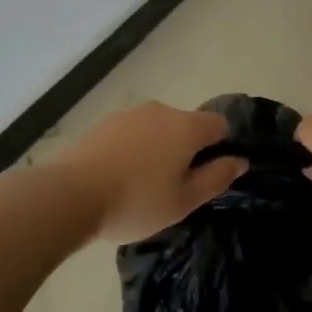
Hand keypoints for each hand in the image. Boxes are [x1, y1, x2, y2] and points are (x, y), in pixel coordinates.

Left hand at [53, 102, 243, 243]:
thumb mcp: (184, 201)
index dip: (221, 147)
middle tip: (175, 188)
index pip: (219, 124)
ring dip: (160, 149)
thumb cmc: (136, 201)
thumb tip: (239, 160)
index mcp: (186, 126)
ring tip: (144, 185)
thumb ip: (216, 178)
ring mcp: (130, 113)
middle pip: (187, 125)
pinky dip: (135, 149)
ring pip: (158, 128)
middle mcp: (161, 110)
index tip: (209, 174)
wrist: (72, 193)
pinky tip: (120, 176)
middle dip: (187, 150)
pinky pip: (133, 132)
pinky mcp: (106, 122)